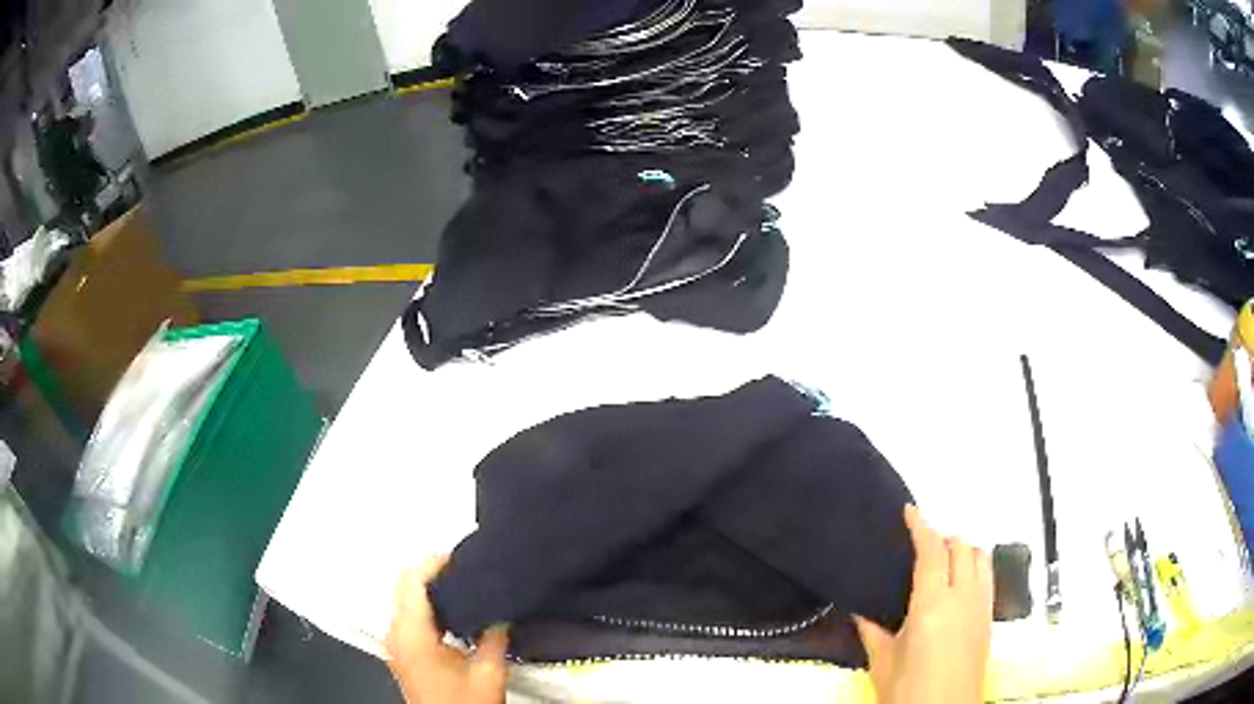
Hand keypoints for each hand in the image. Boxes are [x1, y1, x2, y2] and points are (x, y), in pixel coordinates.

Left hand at [384, 556, 509, 703]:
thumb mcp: (488, 672)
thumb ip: (494, 634)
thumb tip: (500, 606)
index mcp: (412, 634)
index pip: (411, 581)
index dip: (434, 562)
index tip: (461, 557)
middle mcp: (395, 632)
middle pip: (402, 584)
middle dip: (431, 570)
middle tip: (465, 568)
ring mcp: (395, 641)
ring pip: (403, 596)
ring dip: (428, 586)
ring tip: (463, 584)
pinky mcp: (401, 649)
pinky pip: (407, 613)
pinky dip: (426, 603)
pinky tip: (453, 608)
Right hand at [853, 505, 993, 703]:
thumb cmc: (909, 690)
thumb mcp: (883, 663)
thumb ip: (872, 632)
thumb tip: (859, 611)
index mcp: (933, 604)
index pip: (933, 551)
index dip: (922, 526)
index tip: (910, 510)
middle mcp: (964, 596)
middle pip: (962, 547)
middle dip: (943, 537)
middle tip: (922, 545)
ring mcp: (981, 606)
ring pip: (981, 558)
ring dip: (963, 550)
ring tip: (944, 562)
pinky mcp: (989, 619)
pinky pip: (987, 578)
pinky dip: (975, 568)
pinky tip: (959, 585)